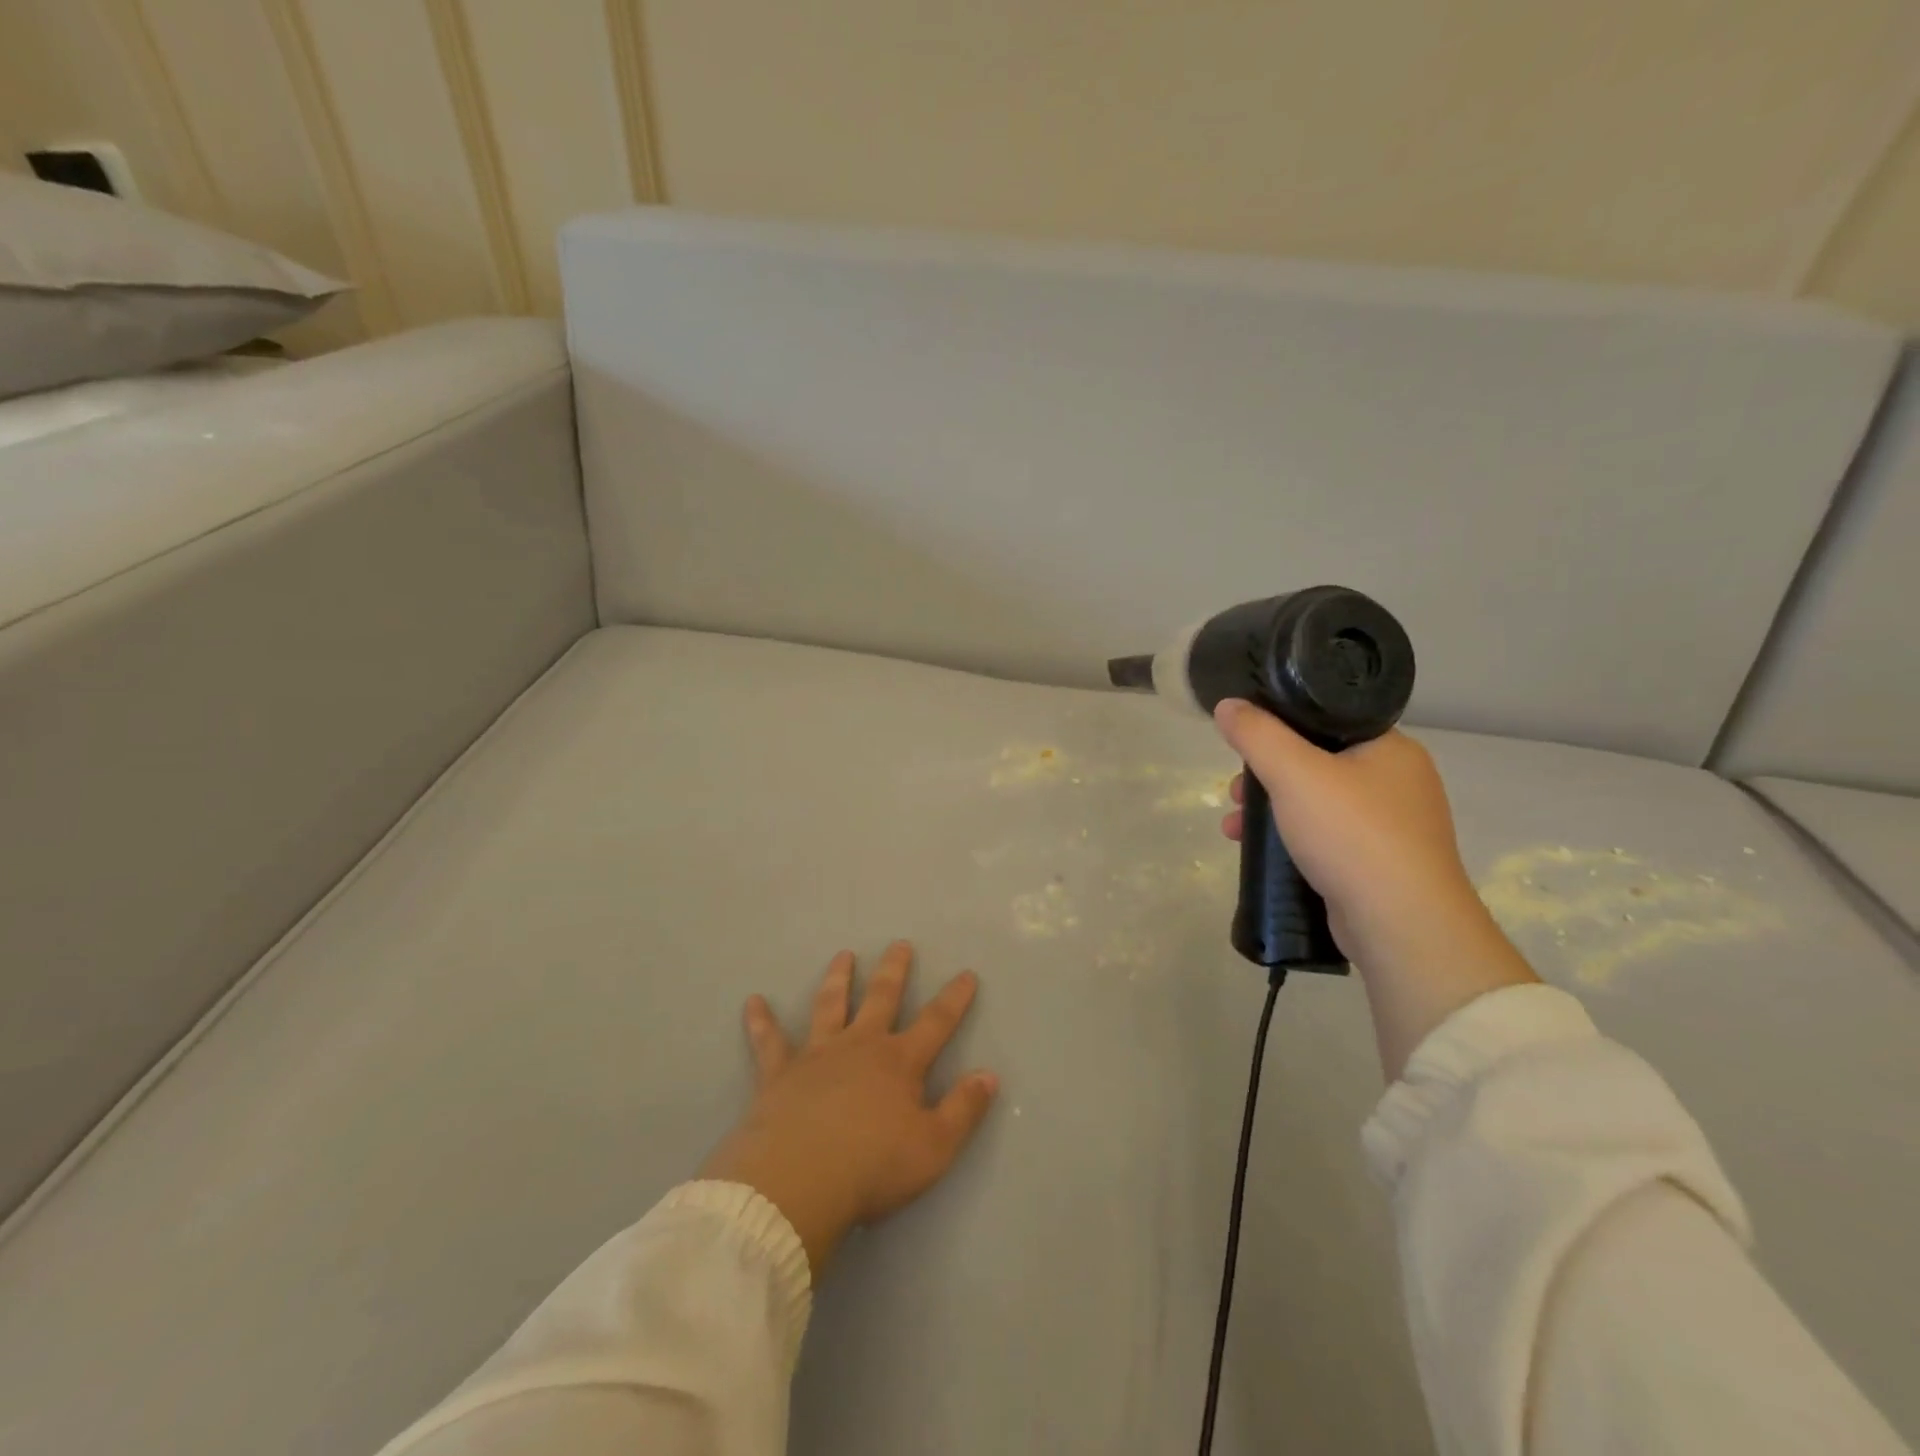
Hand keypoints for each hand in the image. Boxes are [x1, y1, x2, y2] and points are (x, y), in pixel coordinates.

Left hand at [700, 942, 998, 1276]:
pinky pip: (769, 1041)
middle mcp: (860, 1046)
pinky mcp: (779, 1073)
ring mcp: (817, 1054)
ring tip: (843, 955)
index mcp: (899, 1062)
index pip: (936, 1022)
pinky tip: (753, 1001)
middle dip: (894, 970)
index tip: (966, 974)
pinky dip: (761, 1021)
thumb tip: (989, 1075)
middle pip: (882, 998)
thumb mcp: (934, 1148)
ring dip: (838, 978)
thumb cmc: (871, 1167)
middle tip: (900, 944)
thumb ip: (963, 1110)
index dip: (954, 998)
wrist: (797, 1182)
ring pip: (830, 1004)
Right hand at [1214, 700, 1536, 1079]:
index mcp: (1391, 748)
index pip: (1328, 719)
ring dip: (1270, 811)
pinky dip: (1291, 839)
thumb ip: (1257, 734)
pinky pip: (1326, 837)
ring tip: (1233, 828)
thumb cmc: (1352, 834)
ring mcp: (1393, 826)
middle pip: (1316, 762)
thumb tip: (1227, 704)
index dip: (1280, 727)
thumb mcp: (1294, 773)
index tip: (1245, 745)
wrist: (1402, 924)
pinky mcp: (1381, 864)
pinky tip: (1262, 854)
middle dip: (1265, 777)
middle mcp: (1398, 781)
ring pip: (1317, 803)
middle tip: (1235, 792)